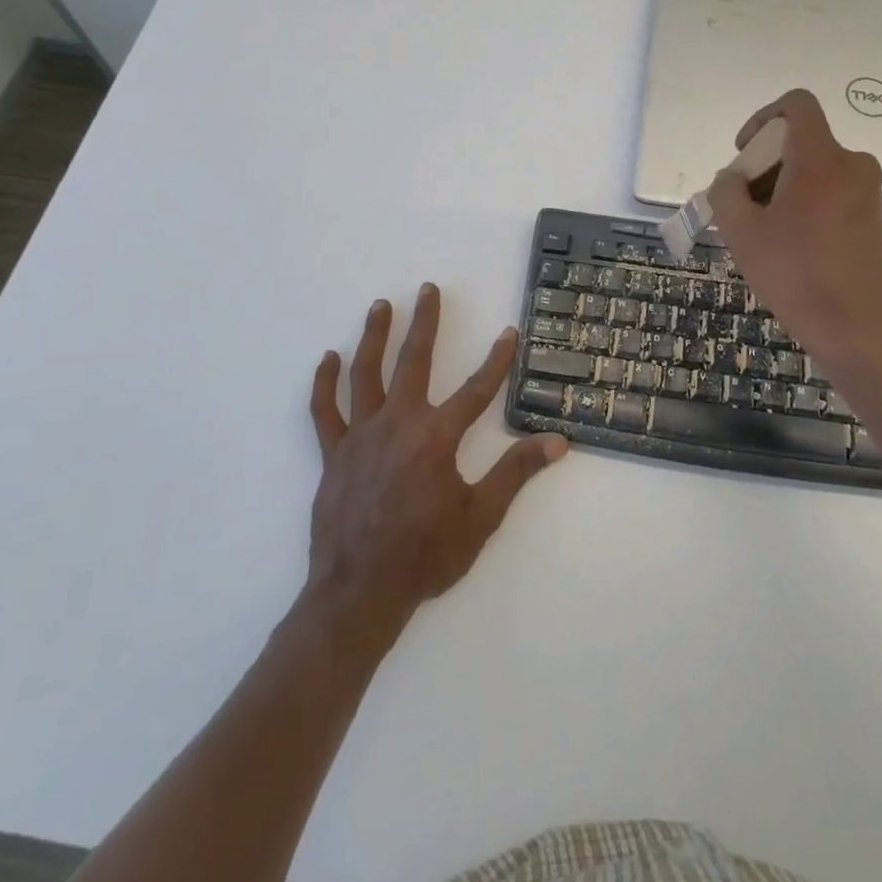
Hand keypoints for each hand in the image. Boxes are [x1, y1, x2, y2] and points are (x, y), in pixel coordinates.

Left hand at [304, 284, 567, 642]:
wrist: (359, 592)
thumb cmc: (425, 556)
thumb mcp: (480, 517)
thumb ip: (516, 473)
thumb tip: (557, 441)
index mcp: (437, 437)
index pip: (477, 389)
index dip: (497, 359)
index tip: (509, 332)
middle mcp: (398, 423)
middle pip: (414, 361)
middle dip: (425, 322)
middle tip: (428, 288)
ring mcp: (361, 435)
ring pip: (366, 373)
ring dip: (374, 336)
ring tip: (381, 306)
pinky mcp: (333, 453)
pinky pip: (325, 410)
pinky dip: (325, 382)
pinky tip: (328, 358)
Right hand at [706, 89, 881, 370]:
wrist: (857, 330)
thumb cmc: (795, 274)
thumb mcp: (741, 232)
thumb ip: (726, 193)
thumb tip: (731, 180)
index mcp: (821, 158)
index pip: (796, 105)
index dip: (762, 119)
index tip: (744, 156)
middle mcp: (852, 164)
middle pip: (799, 142)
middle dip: (763, 166)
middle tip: (741, 207)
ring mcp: (867, 192)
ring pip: (813, 170)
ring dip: (780, 189)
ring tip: (760, 233)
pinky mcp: (872, 218)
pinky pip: (830, 193)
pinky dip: (803, 204)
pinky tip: (787, 246)